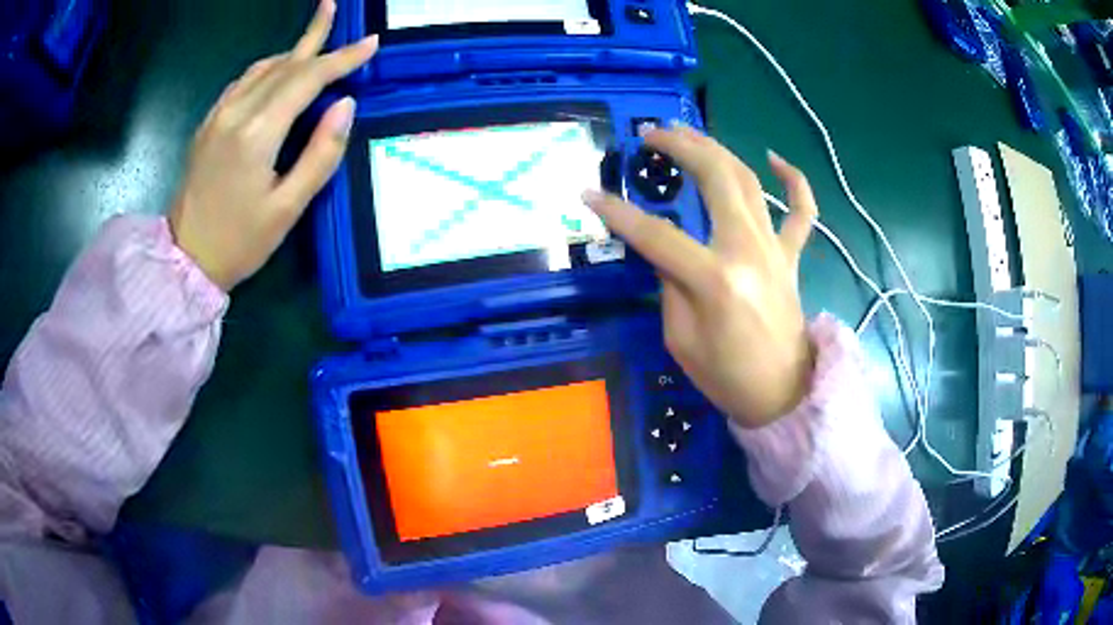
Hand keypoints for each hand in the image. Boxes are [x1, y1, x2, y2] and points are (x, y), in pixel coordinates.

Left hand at [169, 0, 375, 290]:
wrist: (184, 261)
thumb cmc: (239, 243)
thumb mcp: (288, 208)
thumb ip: (320, 154)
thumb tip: (346, 105)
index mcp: (257, 134)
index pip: (306, 80)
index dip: (341, 58)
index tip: (370, 43)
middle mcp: (235, 113)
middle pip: (283, 65)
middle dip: (315, 38)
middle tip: (334, 8)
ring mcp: (217, 117)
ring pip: (261, 69)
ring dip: (291, 51)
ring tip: (313, 39)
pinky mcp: (207, 125)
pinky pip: (242, 84)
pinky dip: (266, 69)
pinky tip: (276, 71)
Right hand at [583, 127, 817, 427]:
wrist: (782, 394)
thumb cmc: (727, 376)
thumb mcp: (680, 339)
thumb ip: (669, 284)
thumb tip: (664, 250)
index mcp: (715, 278)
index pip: (657, 234)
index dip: (618, 213)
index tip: (589, 193)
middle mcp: (748, 250)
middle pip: (714, 180)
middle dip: (680, 148)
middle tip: (651, 135)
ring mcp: (774, 248)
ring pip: (748, 181)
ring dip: (716, 150)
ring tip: (688, 133)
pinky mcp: (791, 256)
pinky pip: (802, 211)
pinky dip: (794, 181)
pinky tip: (776, 158)